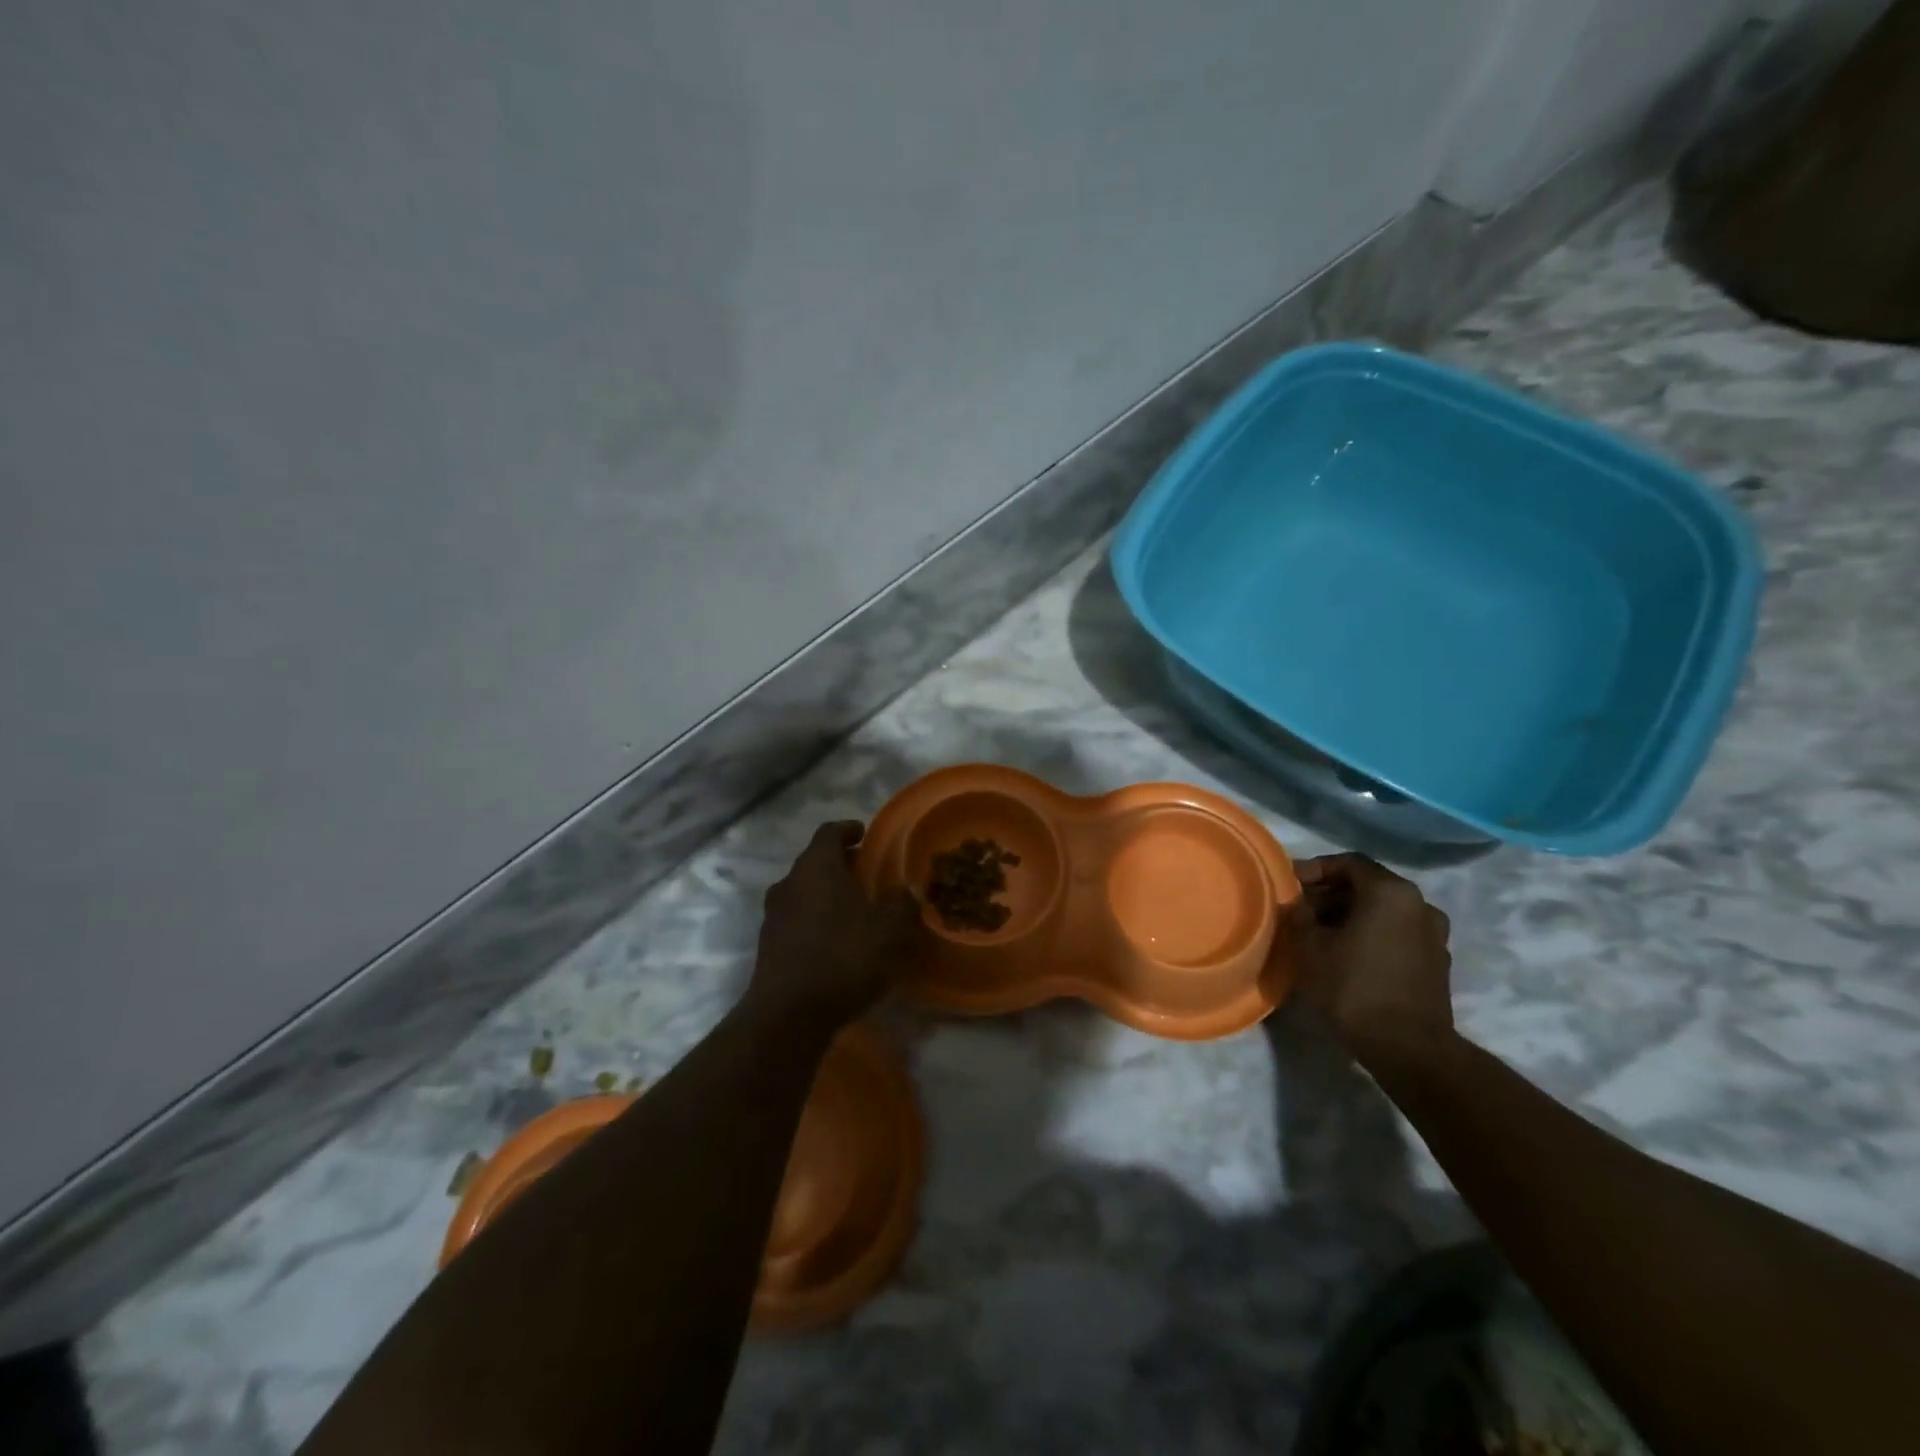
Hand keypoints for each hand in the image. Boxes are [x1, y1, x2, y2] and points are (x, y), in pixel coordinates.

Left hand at [747, 821, 922, 1032]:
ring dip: (826, 894)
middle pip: (814, 862)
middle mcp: (789, 882)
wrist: (788, 1013)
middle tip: (866, 873)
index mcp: (817, 866)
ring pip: (803, 891)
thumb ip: (902, 905)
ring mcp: (774, 915)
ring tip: (853, 910)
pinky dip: (815, 921)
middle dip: (840, 864)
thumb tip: (907, 890)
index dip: (848, 830)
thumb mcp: (890, 930)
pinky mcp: (768, 946)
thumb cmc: (844, 956)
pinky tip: (835, 941)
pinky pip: (796, 920)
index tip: (864, 834)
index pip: (829, 832)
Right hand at [1286, 853, 1453, 1061]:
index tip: (1289, 886)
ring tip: (1320, 936)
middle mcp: (1420, 904)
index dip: (1314, 869)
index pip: (1348, 863)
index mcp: (1391, 892)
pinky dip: (1371, 936)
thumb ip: (1297, 913)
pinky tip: (1346, 957)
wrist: (1408, 1049)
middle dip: (1330, 895)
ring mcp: (1434, 935)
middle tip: (1300, 912)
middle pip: (1367, 886)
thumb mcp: (1308, 946)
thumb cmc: (1353, 987)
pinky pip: (1397, 935)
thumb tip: (1294, 901)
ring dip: (1350, 916)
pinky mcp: (1436, 964)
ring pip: (1383, 912)